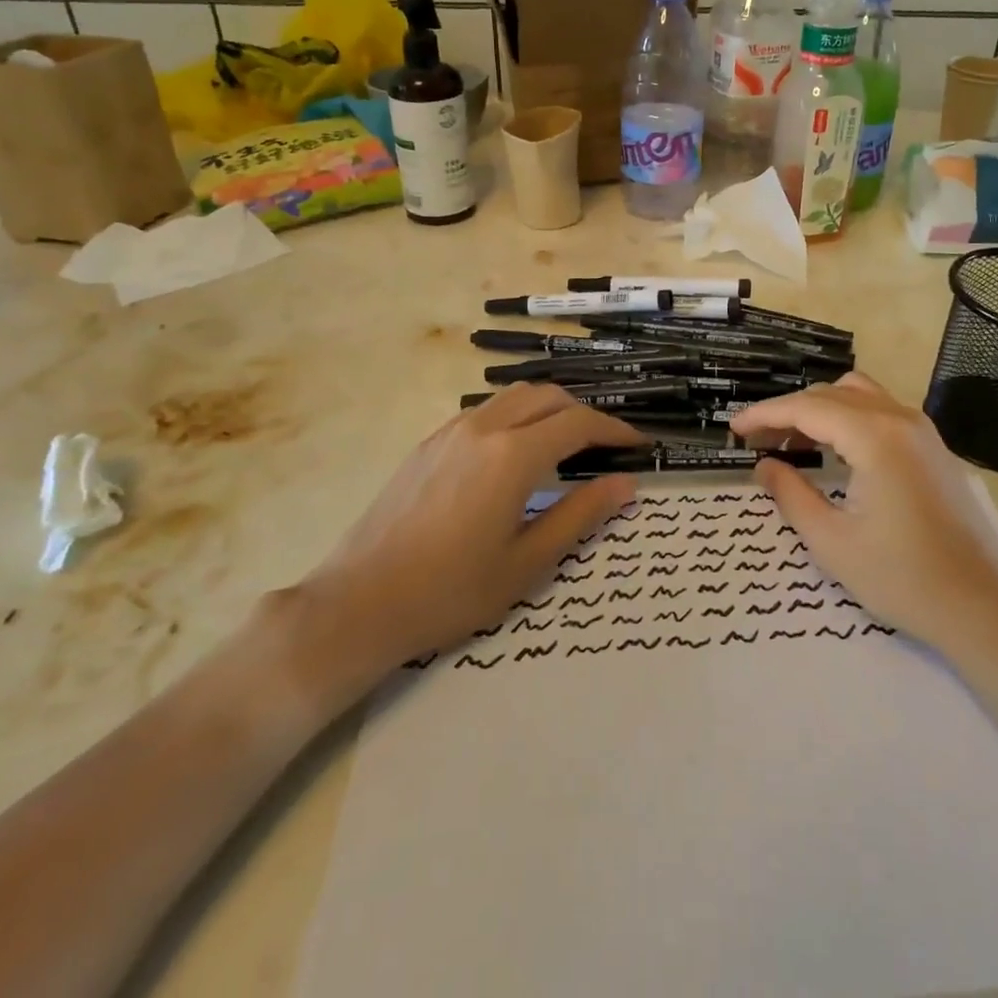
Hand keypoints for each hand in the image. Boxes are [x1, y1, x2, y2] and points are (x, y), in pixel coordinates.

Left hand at [289, 385, 644, 709]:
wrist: (360, 602)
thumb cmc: (450, 591)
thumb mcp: (526, 562)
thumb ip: (579, 515)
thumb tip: (625, 484)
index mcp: (513, 456)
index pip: (578, 423)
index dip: (614, 429)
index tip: (637, 444)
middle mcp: (484, 429)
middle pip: (547, 396)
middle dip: (583, 413)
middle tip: (604, 446)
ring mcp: (451, 431)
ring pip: (514, 397)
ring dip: (548, 409)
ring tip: (565, 445)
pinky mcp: (429, 443)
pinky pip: (485, 412)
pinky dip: (516, 417)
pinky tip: (515, 455)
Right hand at [731, 374, 997, 653]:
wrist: (985, 608)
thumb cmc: (903, 578)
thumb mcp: (832, 541)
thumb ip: (791, 495)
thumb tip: (763, 465)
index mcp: (875, 436)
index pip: (807, 408)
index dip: (765, 415)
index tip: (734, 429)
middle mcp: (900, 418)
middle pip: (831, 395)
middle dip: (789, 412)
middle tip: (757, 441)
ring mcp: (922, 430)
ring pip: (858, 395)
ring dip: (819, 409)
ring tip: (791, 441)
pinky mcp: (933, 447)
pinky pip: (880, 411)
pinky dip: (847, 418)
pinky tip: (833, 450)